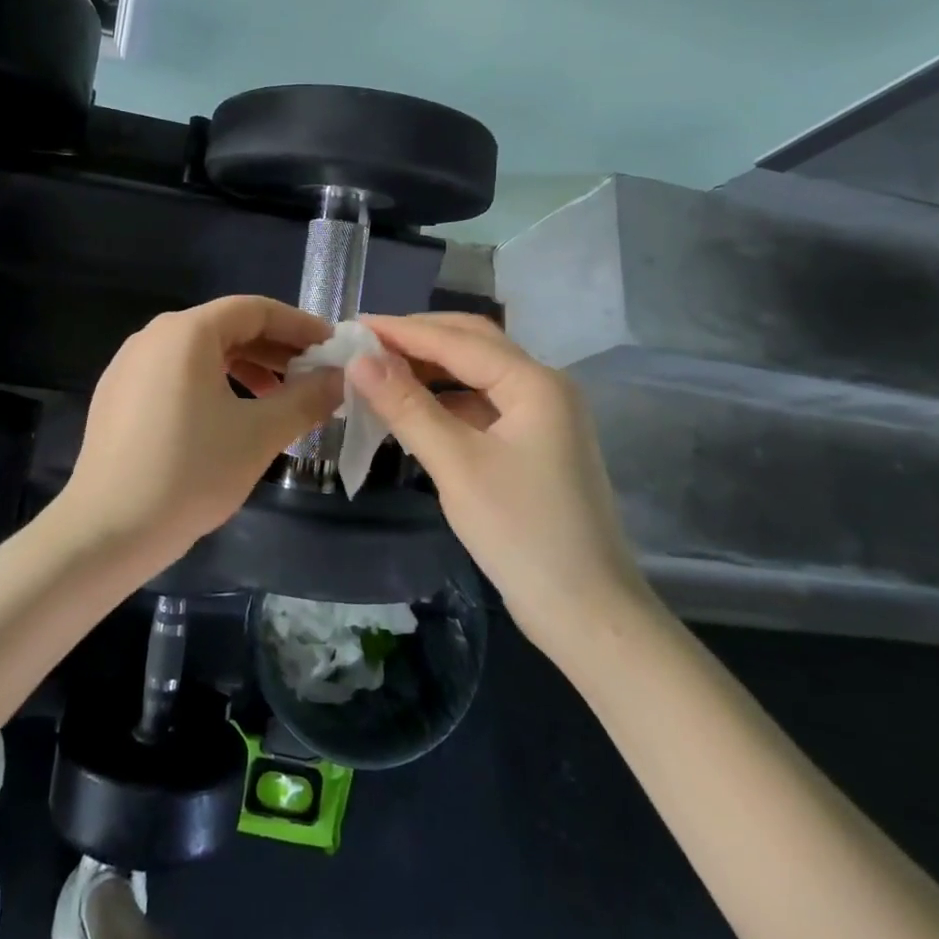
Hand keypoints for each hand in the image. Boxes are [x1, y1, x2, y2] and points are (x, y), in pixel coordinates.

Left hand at [59, 295, 342, 570]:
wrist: (107, 530)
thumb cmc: (190, 472)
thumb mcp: (259, 435)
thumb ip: (306, 399)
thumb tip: (340, 378)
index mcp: (186, 332)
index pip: (255, 309)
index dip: (299, 325)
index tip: (331, 348)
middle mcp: (154, 336)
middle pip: (227, 328)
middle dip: (275, 350)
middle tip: (312, 377)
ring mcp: (130, 364)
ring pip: (201, 352)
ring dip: (246, 368)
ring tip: (278, 401)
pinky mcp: (118, 394)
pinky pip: (176, 373)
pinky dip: (213, 384)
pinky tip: (231, 417)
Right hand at [347, 313, 646, 636]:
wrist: (586, 613)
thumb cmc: (521, 533)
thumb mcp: (456, 464)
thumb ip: (407, 406)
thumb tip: (359, 359)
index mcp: (534, 383)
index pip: (457, 340)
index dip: (402, 330)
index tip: (352, 326)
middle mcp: (543, 387)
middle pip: (473, 344)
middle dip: (419, 339)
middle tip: (365, 344)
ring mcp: (542, 417)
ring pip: (477, 374)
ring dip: (431, 369)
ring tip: (380, 372)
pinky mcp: (534, 445)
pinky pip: (482, 404)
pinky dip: (445, 400)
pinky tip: (414, 410)